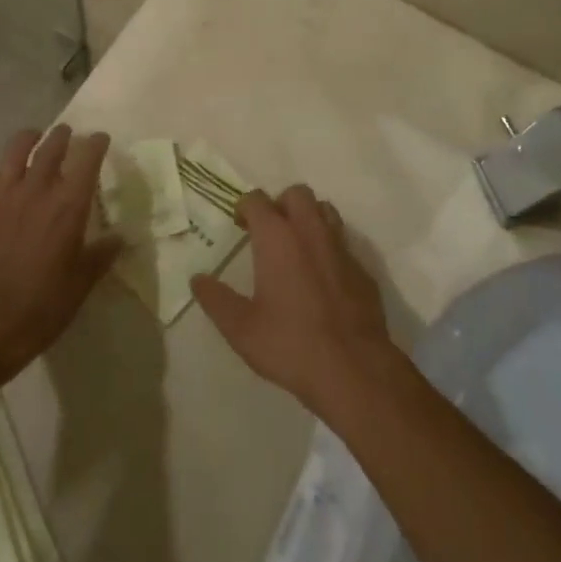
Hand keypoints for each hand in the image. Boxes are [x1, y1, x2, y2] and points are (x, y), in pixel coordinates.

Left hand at [0, 125, 120, 382]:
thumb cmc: (40, 308)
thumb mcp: (81, 285)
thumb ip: (101, 256)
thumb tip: (119, 238)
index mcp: (68, 206)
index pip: (87, 159)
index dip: (96, 144)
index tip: (101, 139)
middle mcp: (35, 192)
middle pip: (50, 148)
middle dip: (62, 136)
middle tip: (67, 134)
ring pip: (13, 153)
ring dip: (27, 140)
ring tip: (33, 138)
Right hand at [192, 185, 400, 418]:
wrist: (353, 367)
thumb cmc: (290, 344)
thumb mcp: (241, 328)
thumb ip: (216, 299)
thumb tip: (198, 279)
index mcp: (277, 238)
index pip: (257, 200)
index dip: (245, 207)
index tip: (239, 224)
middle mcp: (311, 231)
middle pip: (297, 193)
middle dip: (280, 204)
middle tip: (268, 231)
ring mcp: (341, 247)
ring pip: (325, 210)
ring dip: (308, 218)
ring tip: (296, 246)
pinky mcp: (362, 267)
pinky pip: (343, 242)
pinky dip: (329, 247)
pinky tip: (322, 277)